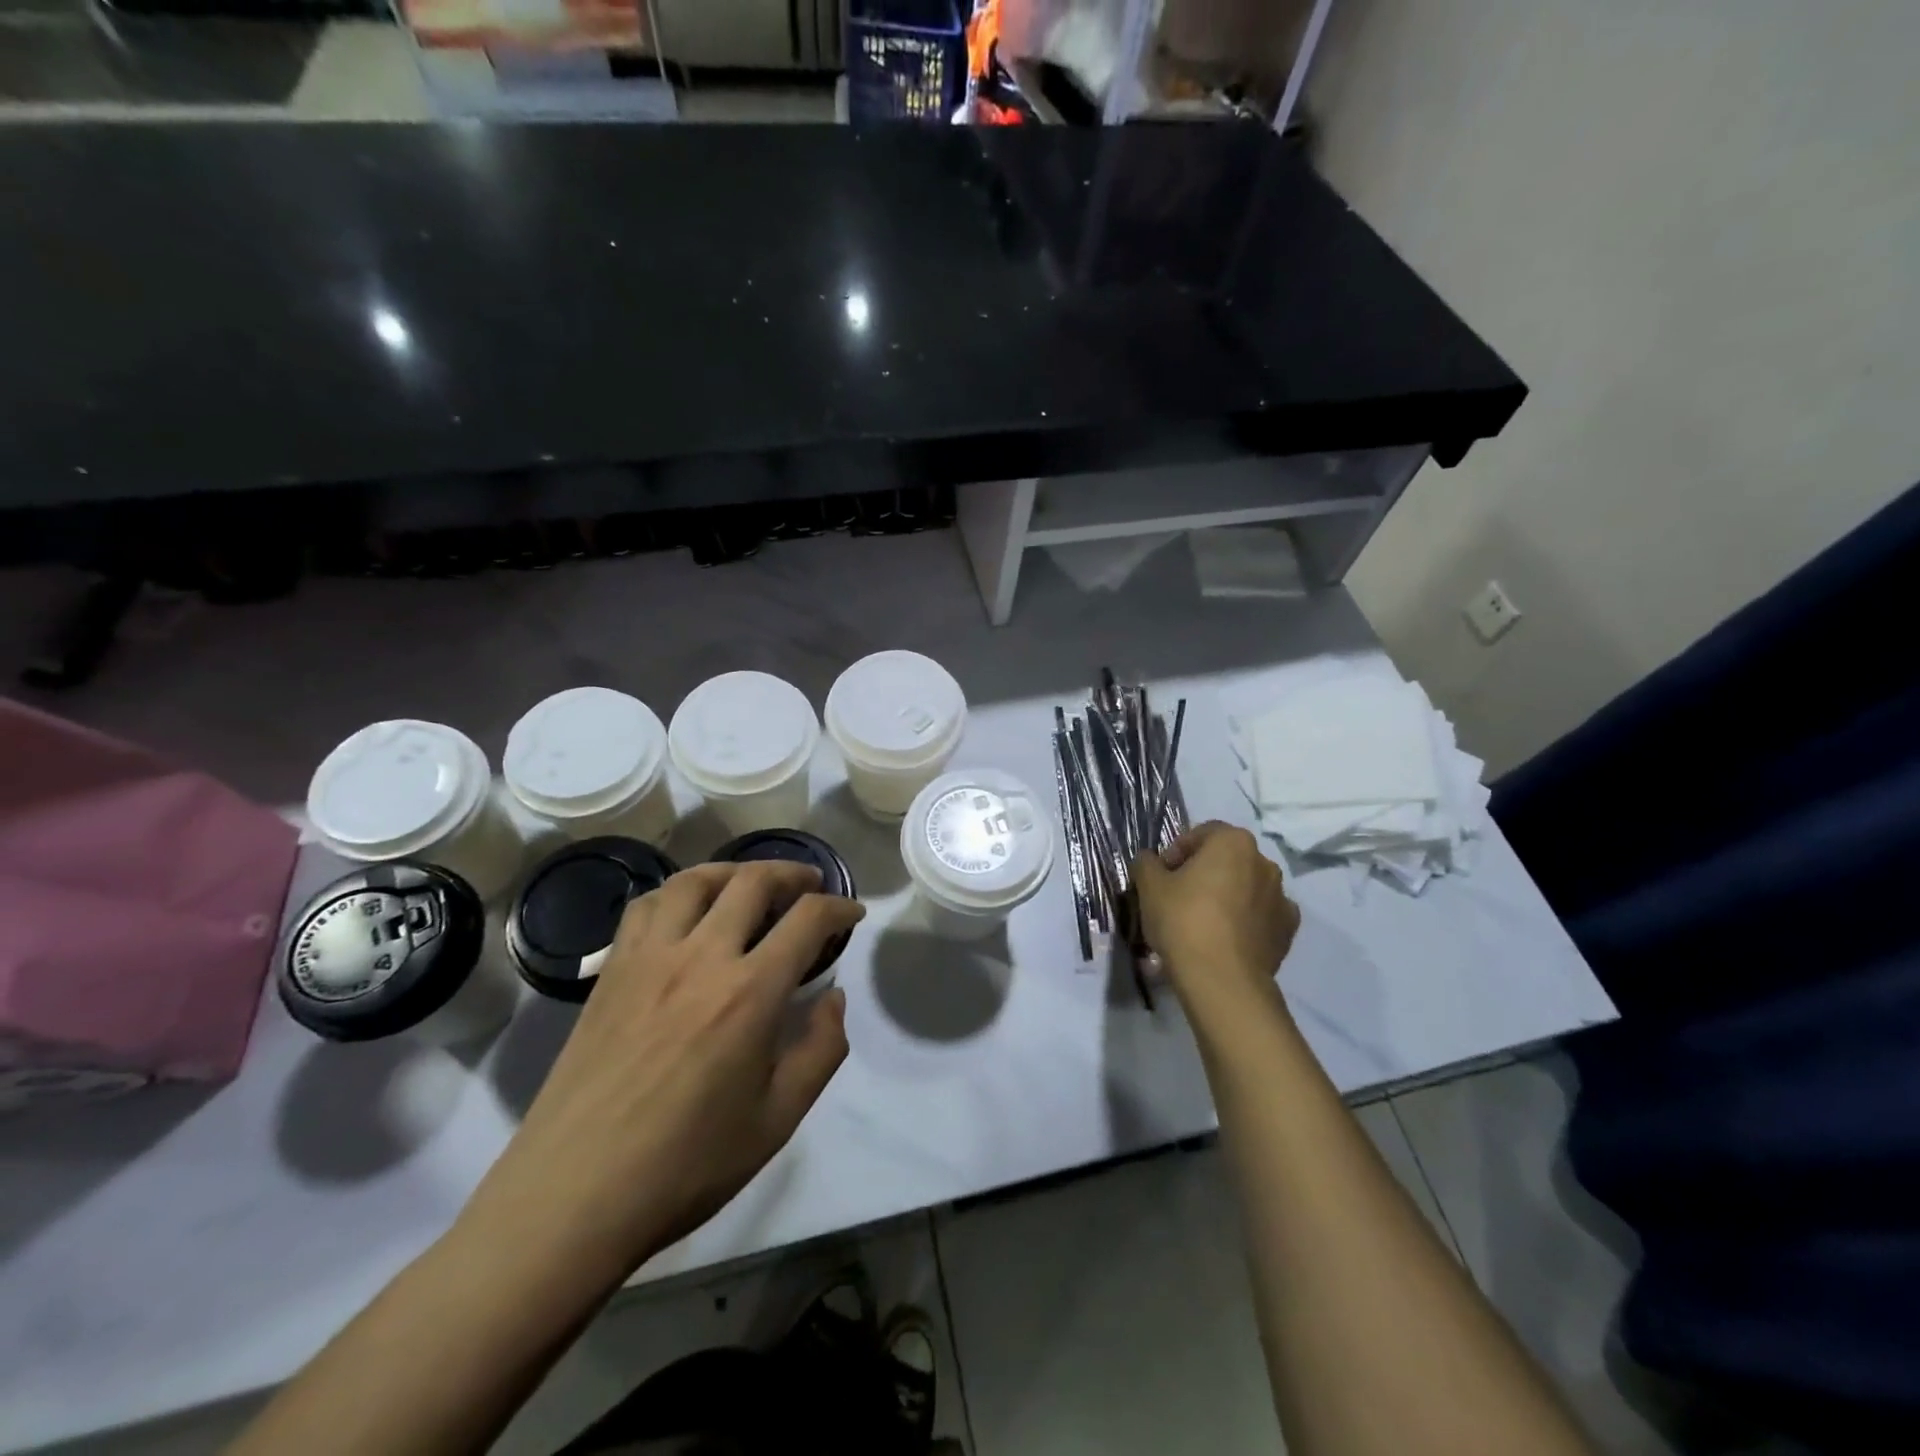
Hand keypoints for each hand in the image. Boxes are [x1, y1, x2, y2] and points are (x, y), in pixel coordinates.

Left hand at [464, 861, 863, 1289]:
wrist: (572, 1197)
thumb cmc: (686, 1165)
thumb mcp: (778, 1119)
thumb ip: (821, 1051)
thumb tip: (833, 999)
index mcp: (749, 993)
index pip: (807, 919)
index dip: (839, 907)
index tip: (852, 913)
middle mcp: (700, 957)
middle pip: (752, 881)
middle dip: (791, 874)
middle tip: (809, 886)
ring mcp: (648, 959)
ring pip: (695, 880)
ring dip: (733, 871)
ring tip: (750, 884)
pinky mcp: (611, 972)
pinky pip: (646, 906)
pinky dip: (678, 892)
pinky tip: (687, 912)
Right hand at [1134, 822, 1299, 1018]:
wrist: (1222, 979)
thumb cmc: (1183, 920)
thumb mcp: (1149, 886)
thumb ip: (1146, 863)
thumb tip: (1149, 860)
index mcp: (1233, 842)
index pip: (1201, 834)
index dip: (1176, 851)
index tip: (1162, 875)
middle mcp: (1264, 862)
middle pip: (1226, 860)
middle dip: (1203, 873)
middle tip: (1179, 897)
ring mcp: (1281, 897)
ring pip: (1246, 887)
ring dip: (1226, 896)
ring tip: (1202, 922)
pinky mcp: (1288, 930)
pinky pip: (1261, 916)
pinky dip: (1246, 921)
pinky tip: (1226, 938)